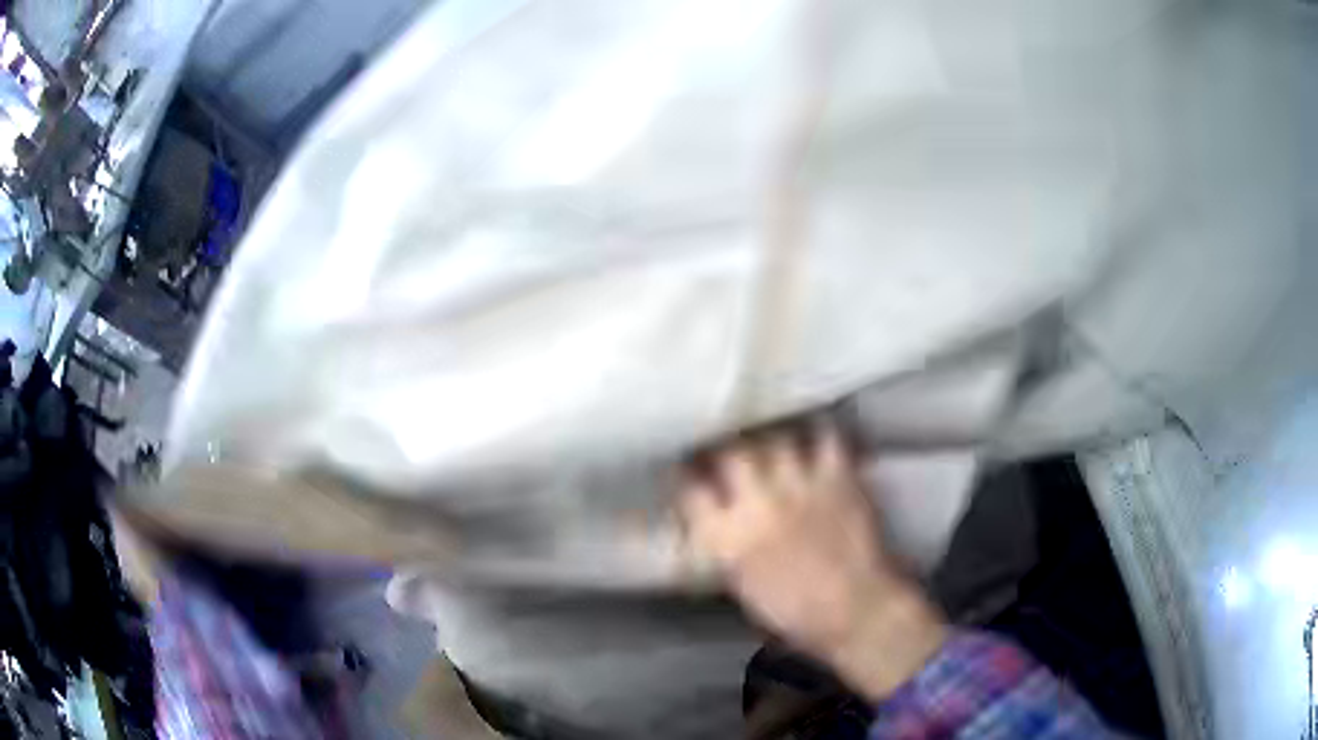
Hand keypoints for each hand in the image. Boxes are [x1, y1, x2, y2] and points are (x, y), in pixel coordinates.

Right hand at [677, 421, 947, 699]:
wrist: (854, 610)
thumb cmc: (793, 612)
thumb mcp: (741, 584)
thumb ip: (725, 545)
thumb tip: (715, 521)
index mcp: (727, 541)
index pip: (691, 492)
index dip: (685, 476)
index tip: (685, 469)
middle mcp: (758, 505)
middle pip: (731, 453)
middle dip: (725, 447)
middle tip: (728, 447)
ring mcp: (799, 487)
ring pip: (775, 439)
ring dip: (770, 440)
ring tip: (770, 439)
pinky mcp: (837, 479)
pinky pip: (825, 438)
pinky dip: (820, 435)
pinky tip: (815, 438)